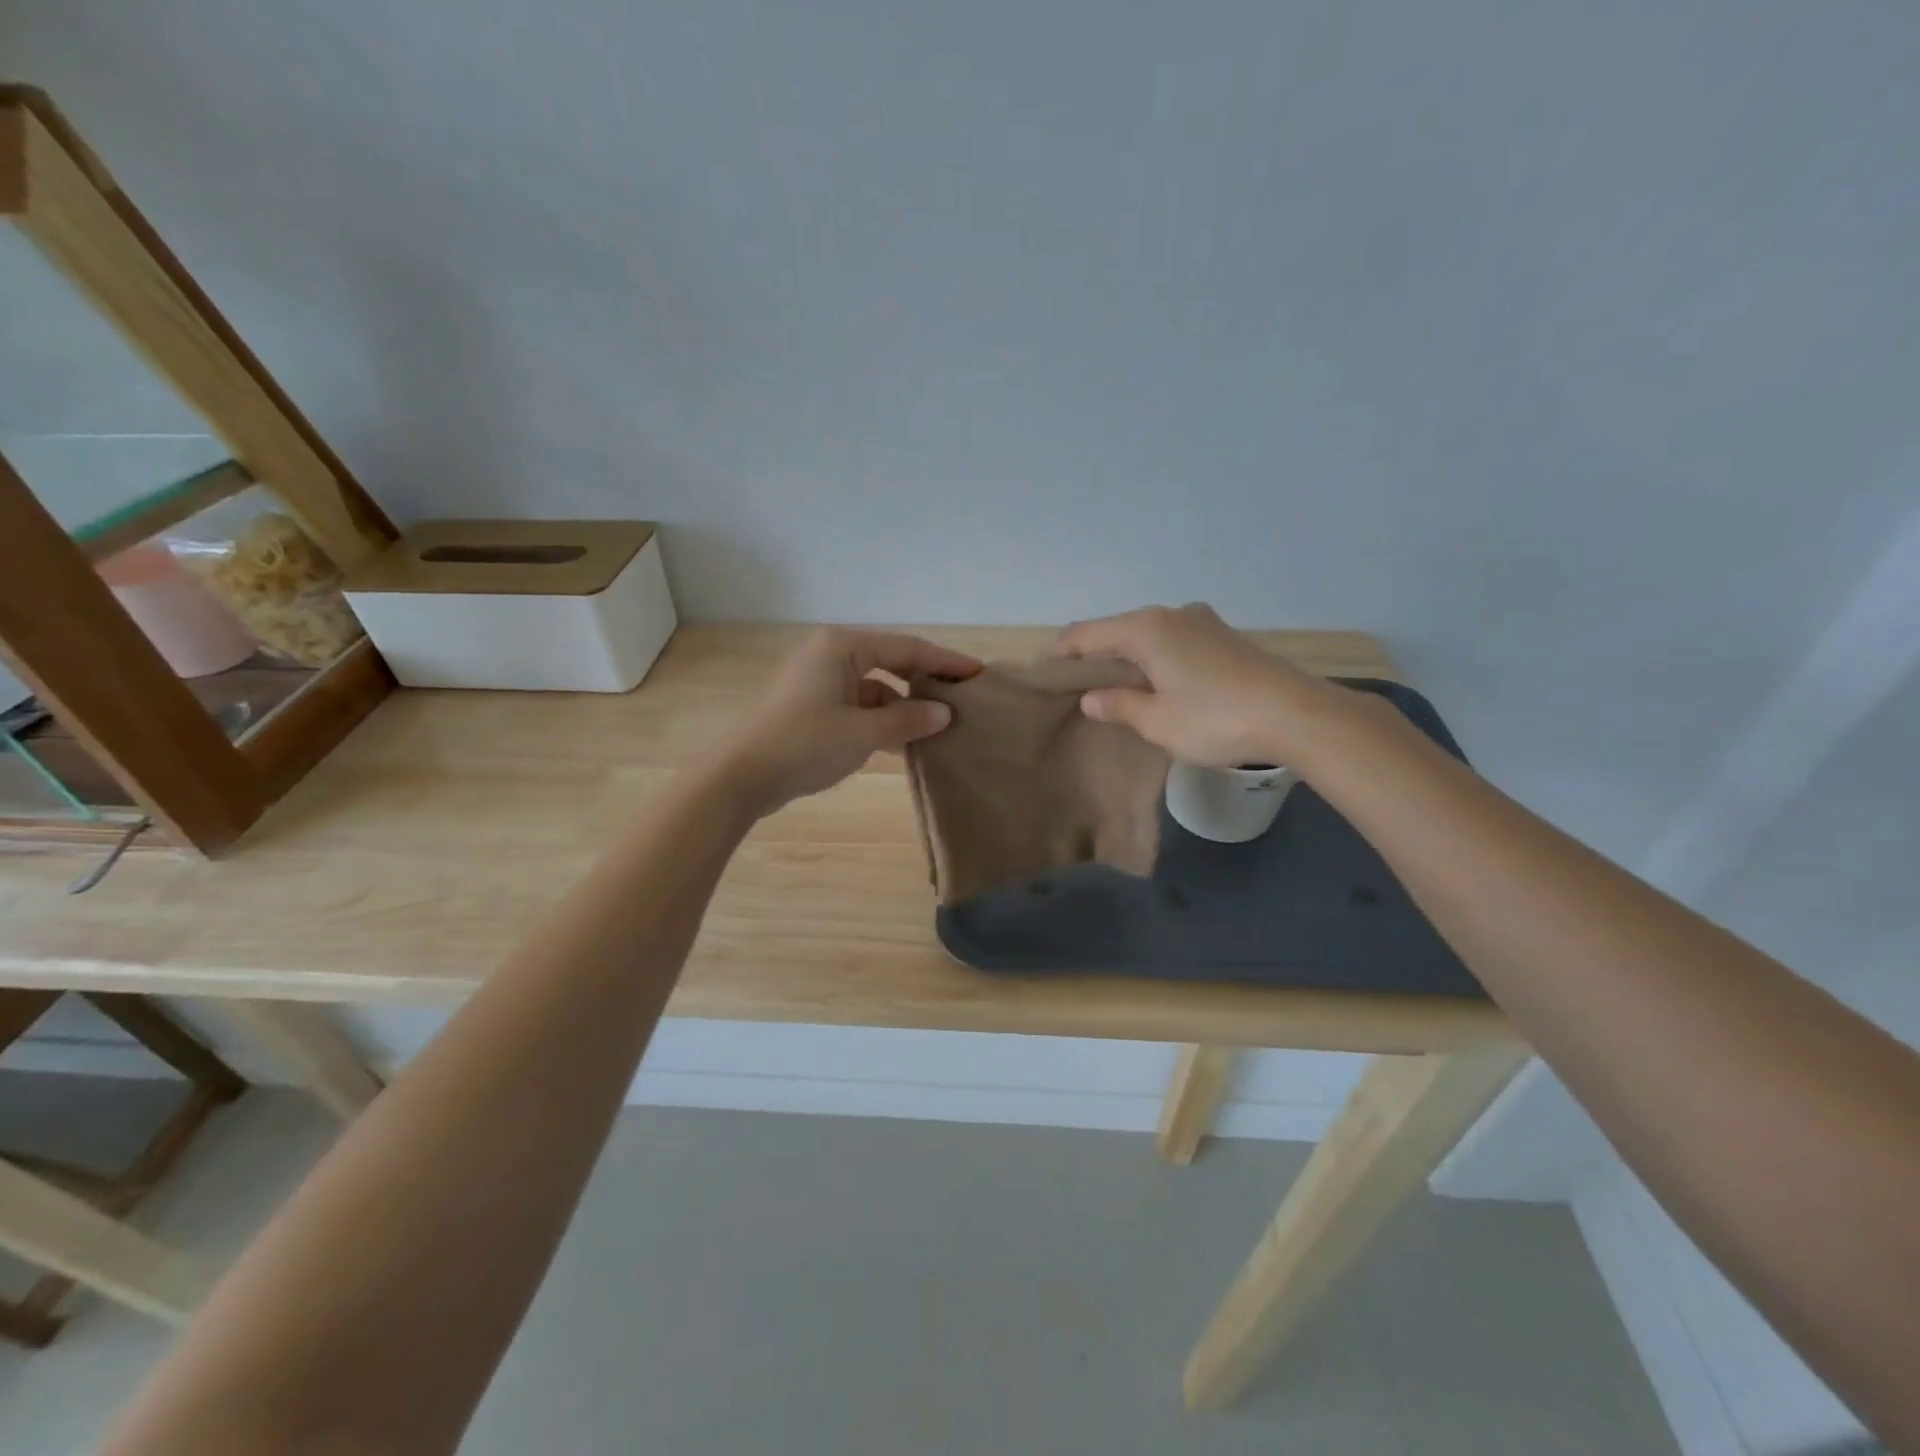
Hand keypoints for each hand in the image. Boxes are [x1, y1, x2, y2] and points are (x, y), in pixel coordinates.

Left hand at [722, 628, 981, 814]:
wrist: (742, 776)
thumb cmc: (804, 744)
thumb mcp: (862, 733)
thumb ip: (907, 720)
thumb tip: (944, 713)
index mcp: (842, 646)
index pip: (907, 647)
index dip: (945, 661)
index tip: (977, 673)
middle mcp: (831, 654)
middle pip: (891, 663)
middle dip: (925, 683)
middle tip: (961, 698)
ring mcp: (820, 681)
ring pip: (875, 687)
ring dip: (903, 707)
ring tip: (937, 727)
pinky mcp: (813, 706)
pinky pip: (858, 705)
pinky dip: (881, 720)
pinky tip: (903, 742)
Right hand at [1057, 604, 1341, 768]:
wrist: (1297, 714)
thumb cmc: (1215, 719)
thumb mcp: (1157, 721)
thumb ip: (1119, 705)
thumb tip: (1091, 697)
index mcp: (1146, 629)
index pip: (1087, 635)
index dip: (1061, 653)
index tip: (1043, 673)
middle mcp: (1172, 615)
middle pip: (1118, 630)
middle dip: (1095, 655)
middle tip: (1076, 686)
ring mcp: (1202, 622)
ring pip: (1149, 636)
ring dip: (1128, 657)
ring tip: (1114, 687)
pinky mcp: (1225, 637)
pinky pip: (1174, 642)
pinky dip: (1156, 658)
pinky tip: (1157, 683)